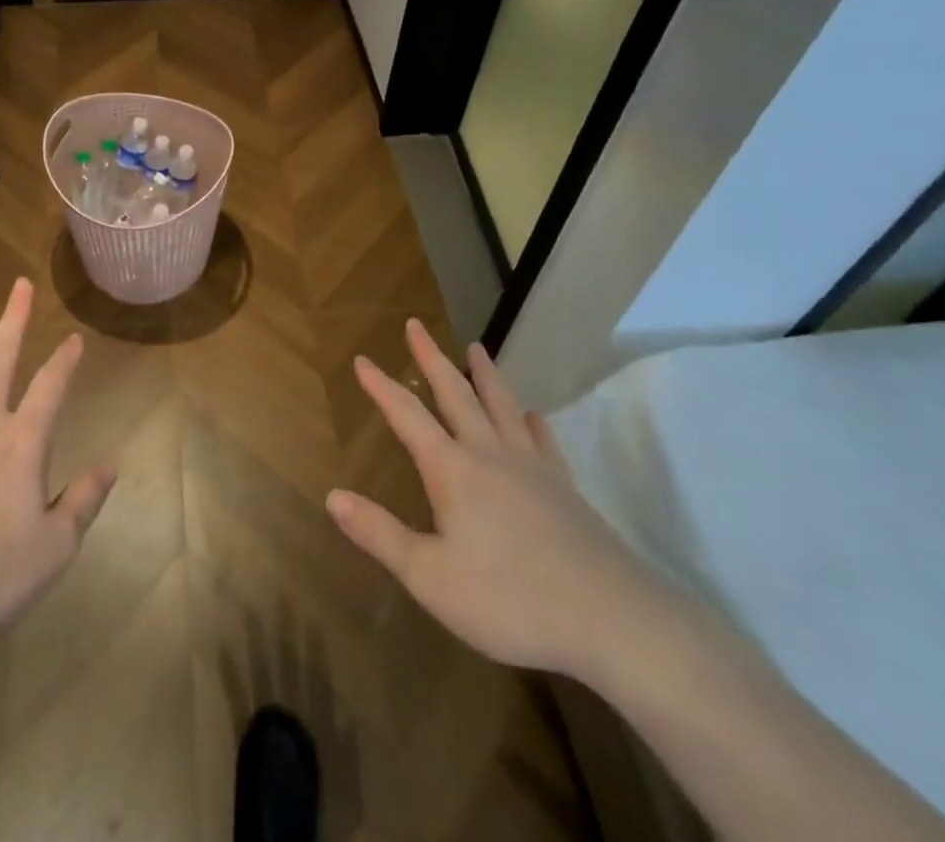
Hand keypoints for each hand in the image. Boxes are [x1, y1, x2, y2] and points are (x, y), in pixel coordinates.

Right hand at [326, 321, 666, 679]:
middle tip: (416, 325)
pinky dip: (534, 422)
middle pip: (455, 393)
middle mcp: (490, 454)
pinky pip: (545, 441)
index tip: (362, 358)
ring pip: (503, 405)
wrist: (612, 620)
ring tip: (476, 347)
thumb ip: (380, 534)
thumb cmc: (511, 600)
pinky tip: (534, 415)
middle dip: (430, 358)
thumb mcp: (431, 577)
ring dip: (484, 374)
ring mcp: (533, 468)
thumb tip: (332, 496)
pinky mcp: (566, 488)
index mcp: (453, 470)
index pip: (407, 416)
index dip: (381, 386)